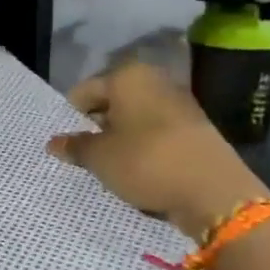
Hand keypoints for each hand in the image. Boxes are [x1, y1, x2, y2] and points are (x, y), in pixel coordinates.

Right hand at [48, 63, 268, 236]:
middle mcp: (154, 82)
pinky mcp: (195, 130)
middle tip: (82, 155)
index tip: (64, 142)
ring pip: (134, 120)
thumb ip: (75, 147)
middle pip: (111, 102)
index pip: (83, 92)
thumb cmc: (147, 162)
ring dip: (119, 140)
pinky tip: (136, 171)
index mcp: (127, 76)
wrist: (215, 193)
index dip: (70, 117)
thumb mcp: (100, 158)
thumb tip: (53, 142)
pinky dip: (142, 149)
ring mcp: (178, 105)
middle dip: (95, 127)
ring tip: (108, 167)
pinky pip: (155, 135)